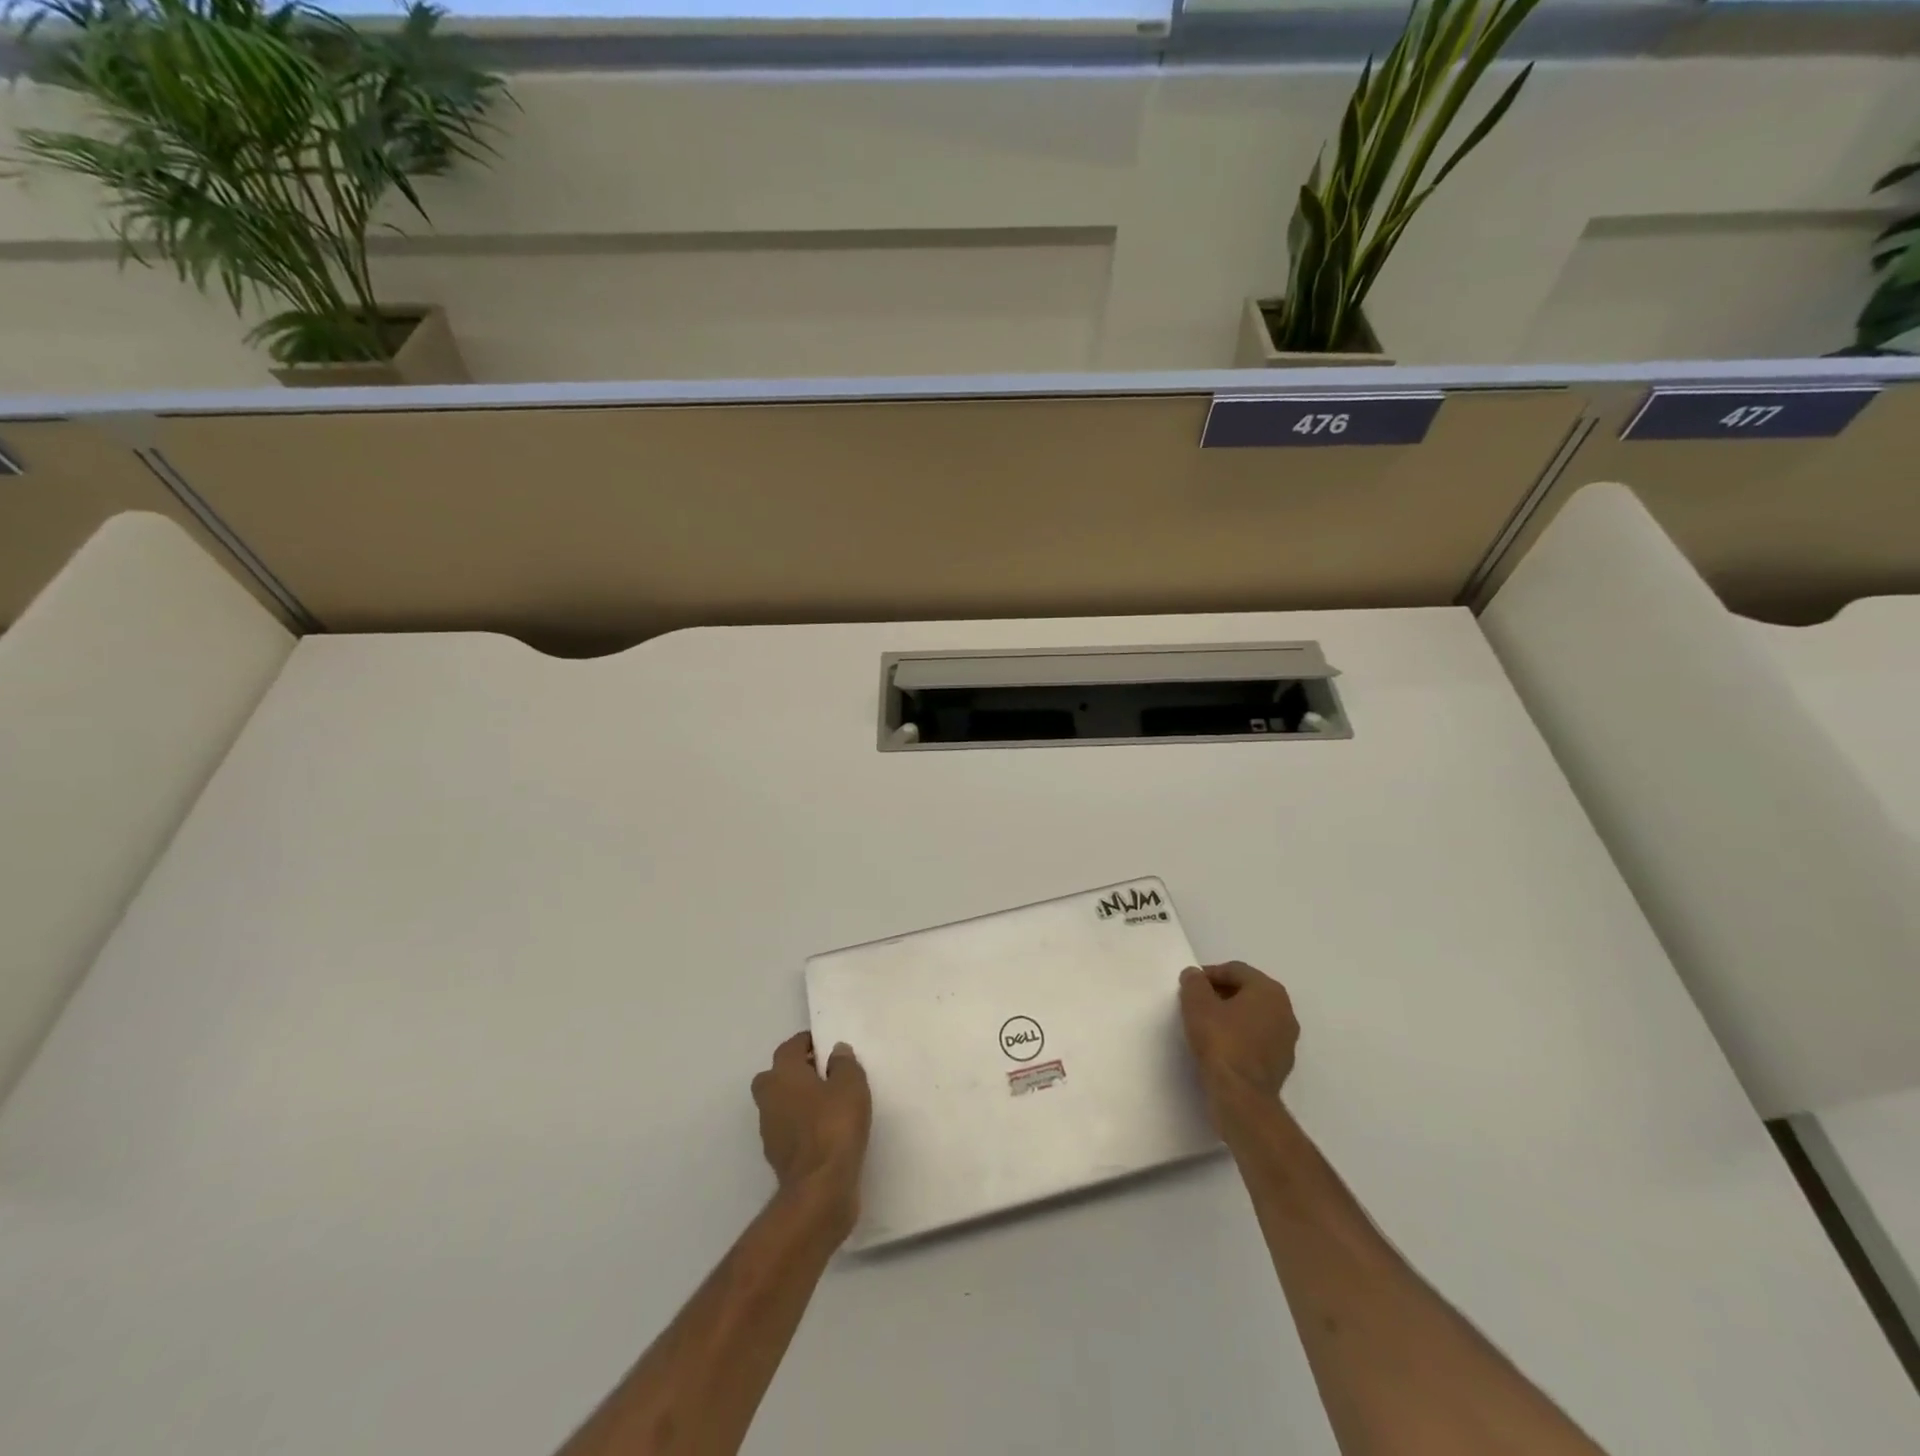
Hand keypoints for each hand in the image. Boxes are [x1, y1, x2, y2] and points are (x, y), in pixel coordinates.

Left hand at [752, 1032, 871, 1232]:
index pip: (790, 1047)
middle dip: (796, 1071)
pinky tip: (825, 1131)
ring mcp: (769, 1130)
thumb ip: (844, 1064)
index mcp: (782, 1074)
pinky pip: (788, 1129)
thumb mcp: (851, 1085)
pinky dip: (801, 1126)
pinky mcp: (777, 1157)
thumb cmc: (834, 1125)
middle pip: (777, 1075)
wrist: (820, 1188)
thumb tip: (836, 1051)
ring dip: (798, 1100)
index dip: (807, 1043)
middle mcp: (769, 1098)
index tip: (826, 1045)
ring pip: (781, 1104)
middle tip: (824, 1073)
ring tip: (828, 1103)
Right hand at [1178, 962, 1298, 1110]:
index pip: (1236, 970)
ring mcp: (1287, 1039)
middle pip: (1247, 991)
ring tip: (1206, 1025)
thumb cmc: (1221, 1041)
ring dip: (1232, 1016)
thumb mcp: (1197, 1004)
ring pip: (1254, 1016)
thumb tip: (1195, 975)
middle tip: (1196, 1002)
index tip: (1190, 985)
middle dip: (1221, 993)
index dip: (1209, 974)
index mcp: (1269, 990)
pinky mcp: (1281, 1064)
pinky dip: (1240, 1037)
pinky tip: (1221, 1047)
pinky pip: (1257, 1039)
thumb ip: (1194, 982)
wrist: (1242, 1096)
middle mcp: (1285, 1011)